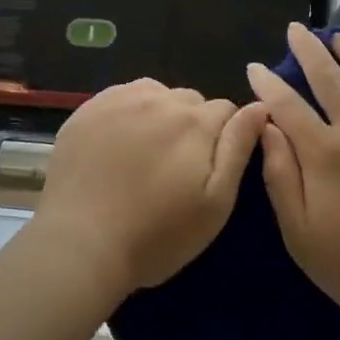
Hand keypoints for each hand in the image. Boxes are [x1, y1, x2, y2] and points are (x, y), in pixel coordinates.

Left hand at [35, 79, 267, 299]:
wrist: (80, 245)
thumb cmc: (157, 234)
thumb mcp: (215, 202)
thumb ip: (238, 148)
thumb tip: (260, 107)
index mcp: (195, 122)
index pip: (227, 110)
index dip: (225, 137)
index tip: (209, 167)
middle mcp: (159, 99)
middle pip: (190, 101)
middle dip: (192, 125)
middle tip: (177, 167)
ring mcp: (118, 100)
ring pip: (154, 94)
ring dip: (159, 115)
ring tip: (146, 154)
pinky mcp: (86, 110)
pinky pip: (119, 98)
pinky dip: (126, 114)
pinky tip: (117, 145)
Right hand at [246, 23, 339, 332]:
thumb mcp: (301, 234)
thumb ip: (281, 177)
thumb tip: (267, 128)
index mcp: (324, 153)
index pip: (288, 106)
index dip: (268, 83)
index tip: (255, 66)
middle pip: (328, 78)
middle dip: (308, 51)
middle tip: (296, 30)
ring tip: (337, 34)